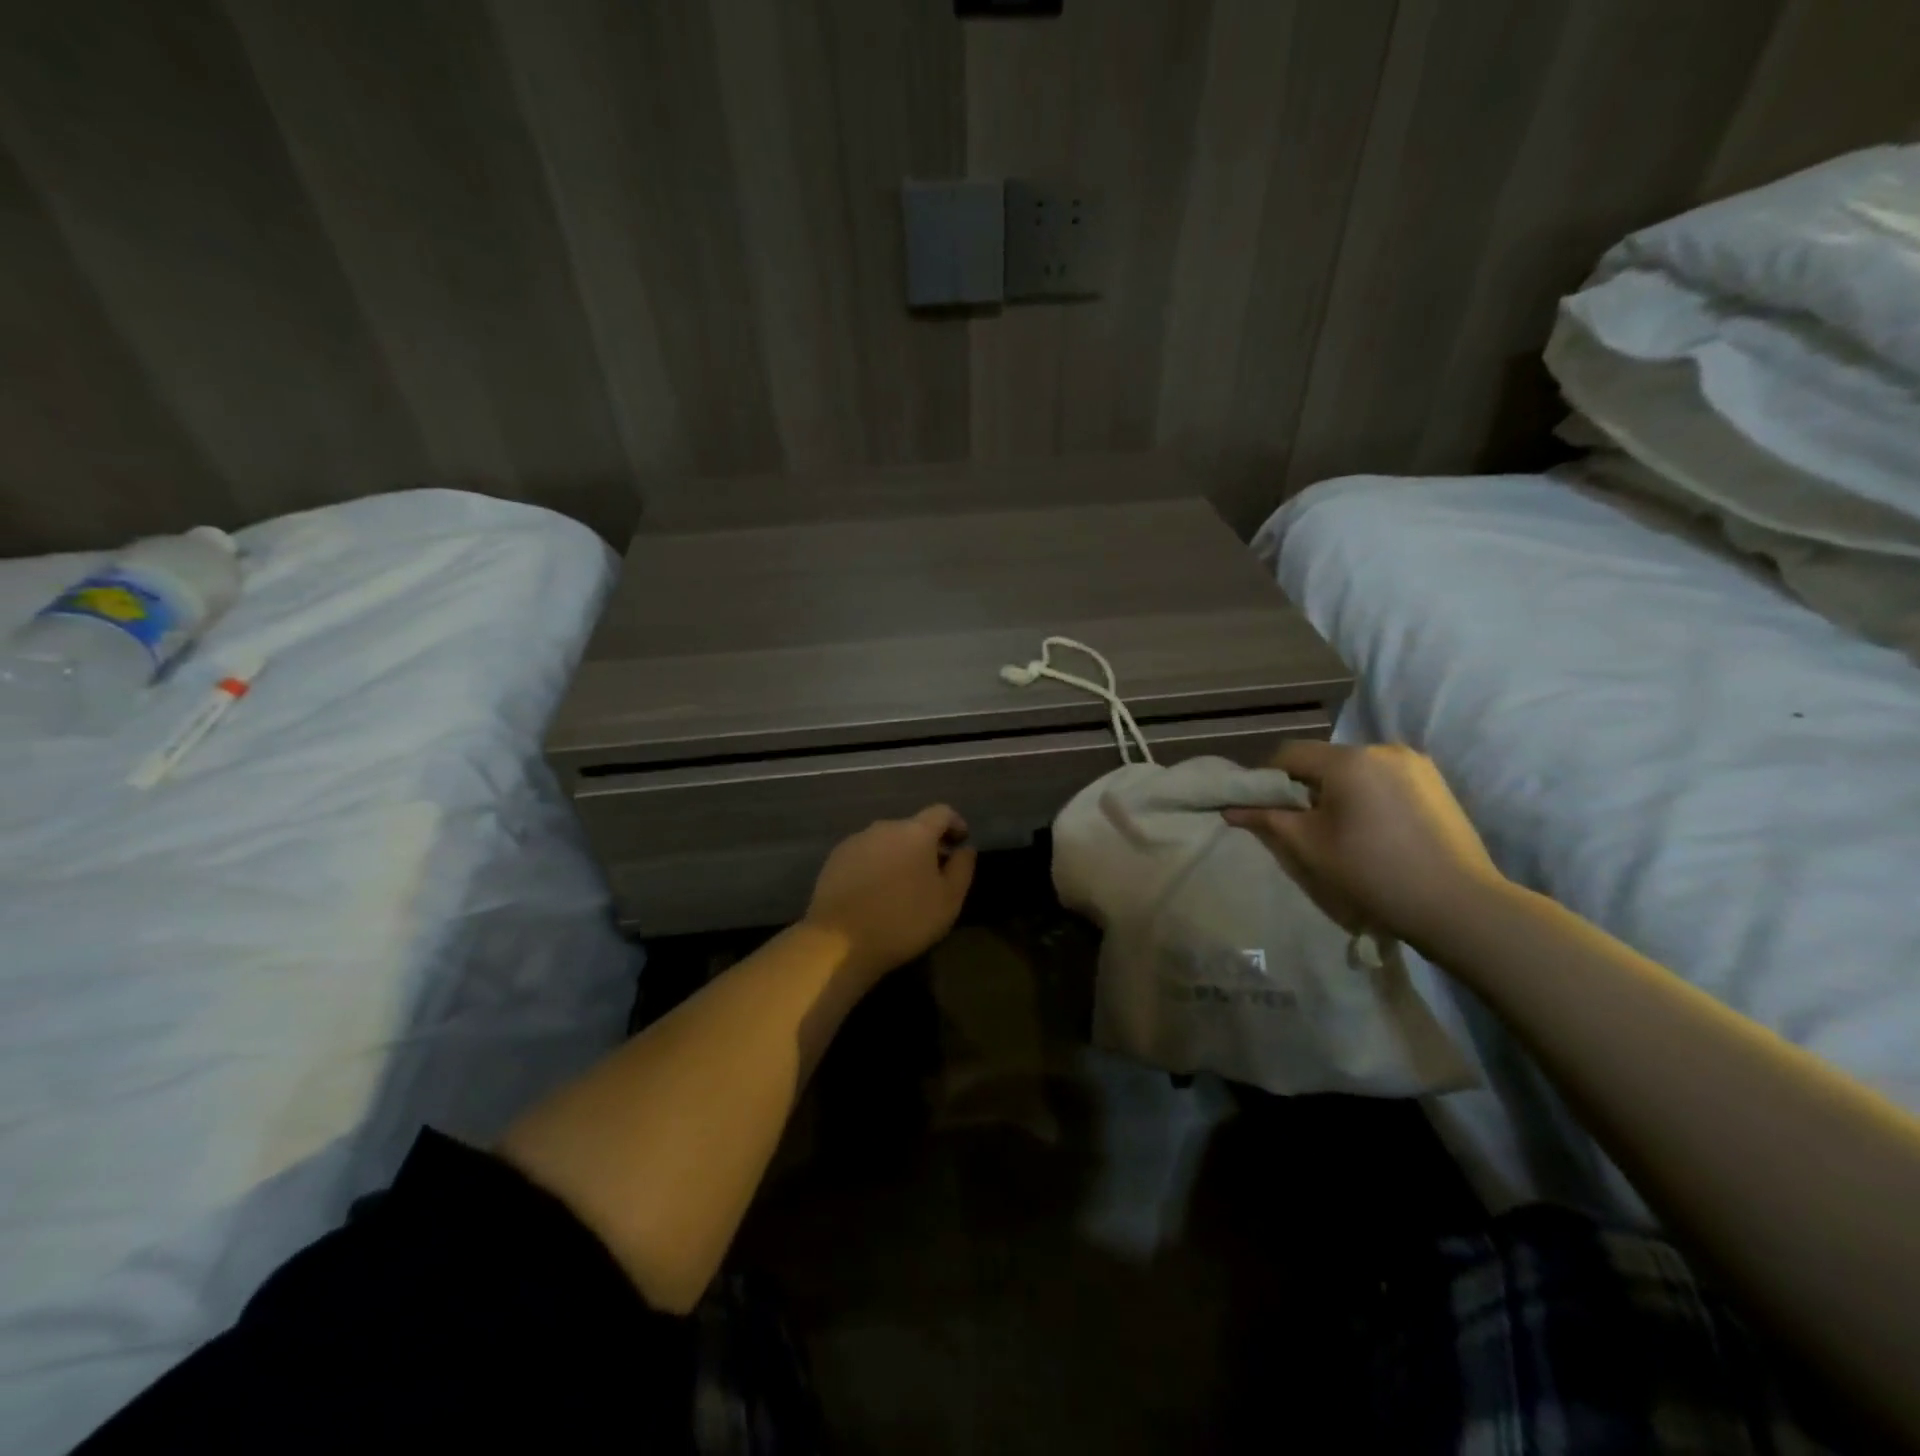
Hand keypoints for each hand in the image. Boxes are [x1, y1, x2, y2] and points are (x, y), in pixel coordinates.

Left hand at [803, 805, 976, 983]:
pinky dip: (876, 865)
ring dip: (899, 855)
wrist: (838, 941)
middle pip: (912, 827)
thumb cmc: (903, 920)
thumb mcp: (948, 901)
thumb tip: (965, 849)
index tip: (961, 842)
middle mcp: (884, 827)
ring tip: (903, 885)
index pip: (941, 812)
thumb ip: (962, 868)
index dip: (955, 824)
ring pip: (887, 841)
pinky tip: (875, 892)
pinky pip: (865, 854)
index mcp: (915, 832)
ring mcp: (855, 841)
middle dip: (926, 844)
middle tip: (934, 872)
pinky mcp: (835, 859)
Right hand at [1223, 741, 1505, 945]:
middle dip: (1305, 785)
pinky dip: (1367, 794)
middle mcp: (1382, 748)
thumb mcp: (1309, 846)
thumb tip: (1230, 808)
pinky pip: (1383, 777)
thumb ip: (1267, 819)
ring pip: (1355, 768)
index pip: (1289, 754)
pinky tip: (1374, 828)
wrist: (1458, 905)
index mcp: (1348, 760)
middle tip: (1301, 824)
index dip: (1267, 778)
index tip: (1262, 808)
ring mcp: (1415, 763)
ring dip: (1337, 790)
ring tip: (1341, 829)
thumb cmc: (1372, 872)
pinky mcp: (1436, 781)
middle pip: (1324, 759)